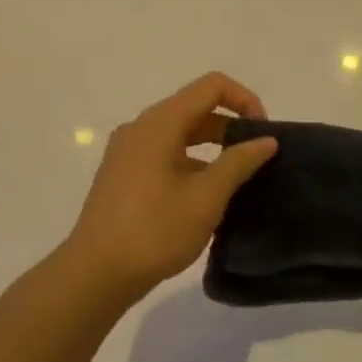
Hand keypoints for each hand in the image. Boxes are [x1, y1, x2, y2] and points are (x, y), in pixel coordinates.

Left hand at [64, 73, 278, 298]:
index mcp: (160, 124)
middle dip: (232, 126)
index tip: (264, 133)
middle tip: (258, 159)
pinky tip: (207, 196)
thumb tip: (266, 140)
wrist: (95, 274)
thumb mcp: (206, 197)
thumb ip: (239, 162)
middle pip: (195, 108)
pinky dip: (192, 163)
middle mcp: (141, 128)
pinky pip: (166, 154)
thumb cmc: (155, 231)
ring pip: (181, 134)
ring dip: (213, 147)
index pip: (211, 86)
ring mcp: (128, 152)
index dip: (245, 100)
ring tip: (238, 180)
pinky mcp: (124, 175)